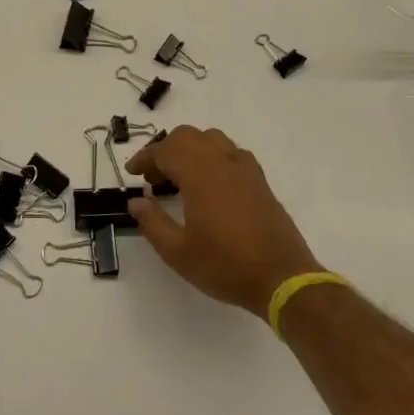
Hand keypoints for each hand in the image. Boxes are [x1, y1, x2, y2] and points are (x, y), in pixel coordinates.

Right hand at [126, 125, 321, 314]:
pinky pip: (230, 152)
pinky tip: (210, 183)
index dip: (144, 158)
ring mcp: (244, 168)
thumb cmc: (225, 265)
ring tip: (180, 176)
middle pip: (188, 137)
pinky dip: (212, 157)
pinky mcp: (259, 180)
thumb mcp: (178, 252)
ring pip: (211, 139)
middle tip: (153, 177)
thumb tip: (136, 201)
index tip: (131, 173)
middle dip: (165, 150)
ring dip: (190, 149)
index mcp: (199, 174)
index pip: (165, 151)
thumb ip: (153, 223)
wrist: (282, 278)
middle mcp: (222, 161)